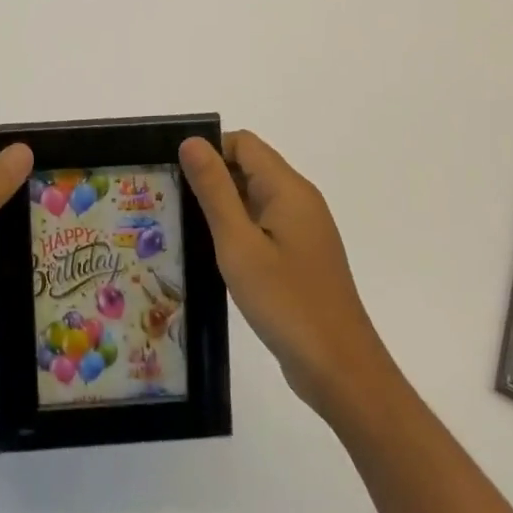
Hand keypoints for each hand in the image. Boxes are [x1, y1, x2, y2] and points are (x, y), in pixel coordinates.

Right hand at [180, 131, 385, 415]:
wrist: (341, 371)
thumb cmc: (286, 302)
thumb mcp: (238, 244)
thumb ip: (214, 189)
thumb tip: (191, 141)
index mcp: (288, 189)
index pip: (243, 143)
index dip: (208, 151)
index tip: (175, 175)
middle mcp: (300, 200)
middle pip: (249, 166)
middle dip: (211, 177)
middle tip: (171, 201)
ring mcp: (303, 230)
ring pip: (254, 197)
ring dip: (222, 205)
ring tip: (184, 227)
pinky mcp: (301, 256)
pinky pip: (264, 224)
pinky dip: (238, 229)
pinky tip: (215, 255)